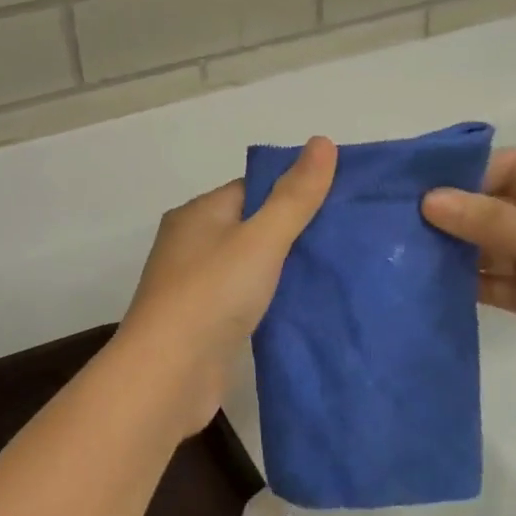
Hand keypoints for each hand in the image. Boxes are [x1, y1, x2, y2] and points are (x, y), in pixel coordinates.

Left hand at [118, 138, 336, 432]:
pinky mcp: (204, 323)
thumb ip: (294, 196)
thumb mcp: (261, 238)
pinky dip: (272, 301)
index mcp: (198, 214)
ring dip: (284, 270)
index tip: (339, 201)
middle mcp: (191, 245)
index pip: (251, 189)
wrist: (168, 374)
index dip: (293, 191)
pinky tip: (306, 307)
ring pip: (250, 267)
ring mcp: (195, 287)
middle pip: (251, 228)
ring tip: (337, 271)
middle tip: (347, 238)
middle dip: (294, 232)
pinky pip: (245, 301)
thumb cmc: (212, 294)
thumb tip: (322, 141)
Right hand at [421, 149, 515, 402]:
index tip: (415, 191)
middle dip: (452, 216)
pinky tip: (430, 284)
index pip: (508, 167)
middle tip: (397, 225)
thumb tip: (428, 200)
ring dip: (454, 252)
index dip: (464, 176)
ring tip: (403, 254)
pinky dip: (467, 283)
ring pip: (490, 247)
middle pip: (493, 207)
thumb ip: (489, 221)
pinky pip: (495, 282)